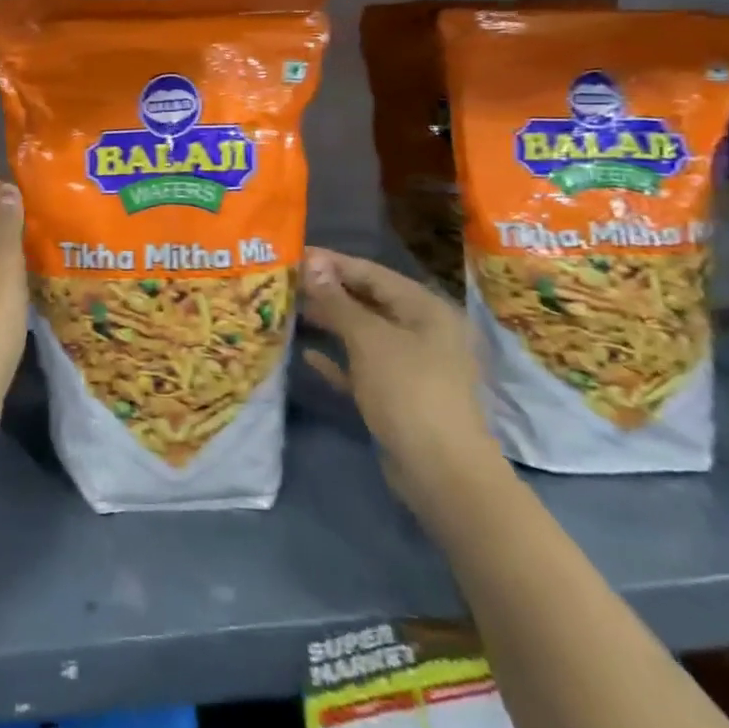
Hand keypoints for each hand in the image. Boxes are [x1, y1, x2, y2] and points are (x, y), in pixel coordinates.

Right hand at [300, 247, 505, 511]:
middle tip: (286, 283)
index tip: (294, 255)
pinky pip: (363, 367)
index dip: (333, 263)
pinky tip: (307, 357)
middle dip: (329, 292)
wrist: (441, 472)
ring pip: (364, 334)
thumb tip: (312, 264)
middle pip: (369, 301)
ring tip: (290, 312)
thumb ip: (338, 301)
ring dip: (330, 324)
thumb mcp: (369, 339)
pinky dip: (338, 359)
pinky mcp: (400, 396)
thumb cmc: (408, 390)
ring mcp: (413, 366)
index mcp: (425, 309)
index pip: (372, 273)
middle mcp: (423, 331)